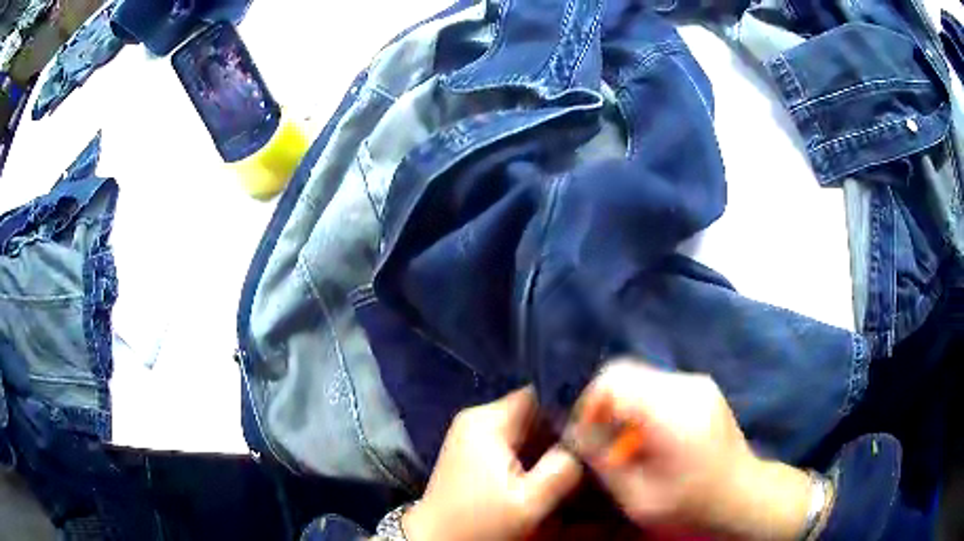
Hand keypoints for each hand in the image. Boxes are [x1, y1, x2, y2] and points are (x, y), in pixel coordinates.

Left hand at [404, 388, 582, 540]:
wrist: (435, 539)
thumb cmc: (479, 523)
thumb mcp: (529, 503)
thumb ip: (563, 469)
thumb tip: (587, 443)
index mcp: (488, 421)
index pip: (540, 395)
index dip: (570, 409)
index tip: (592, 431)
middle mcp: (478, 418)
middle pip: (533, 412)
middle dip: (560, 432)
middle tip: (584, 453)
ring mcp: (473, 434)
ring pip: (525, 428)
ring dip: (546, 447)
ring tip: (567, 466)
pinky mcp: (473, 450)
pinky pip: (512, 442)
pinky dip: (530, 455)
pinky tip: (542, 474)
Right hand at [566, 361, 812, 540]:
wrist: (743, 493)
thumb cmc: (691, 503)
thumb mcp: (639, 498)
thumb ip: (605, 463)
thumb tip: (578, 435)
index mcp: (670, 412)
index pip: (613, 380)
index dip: (589, 404)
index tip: (585, 435)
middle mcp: (685, 386)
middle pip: (624, 371)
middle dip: (603, 403)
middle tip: (600, 438)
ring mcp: (697, 383)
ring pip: (640, 376)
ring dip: (623, 403)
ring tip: (624, 440)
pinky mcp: (702, 388)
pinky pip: (657, 384)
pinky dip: (641, 404)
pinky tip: (647, 435)